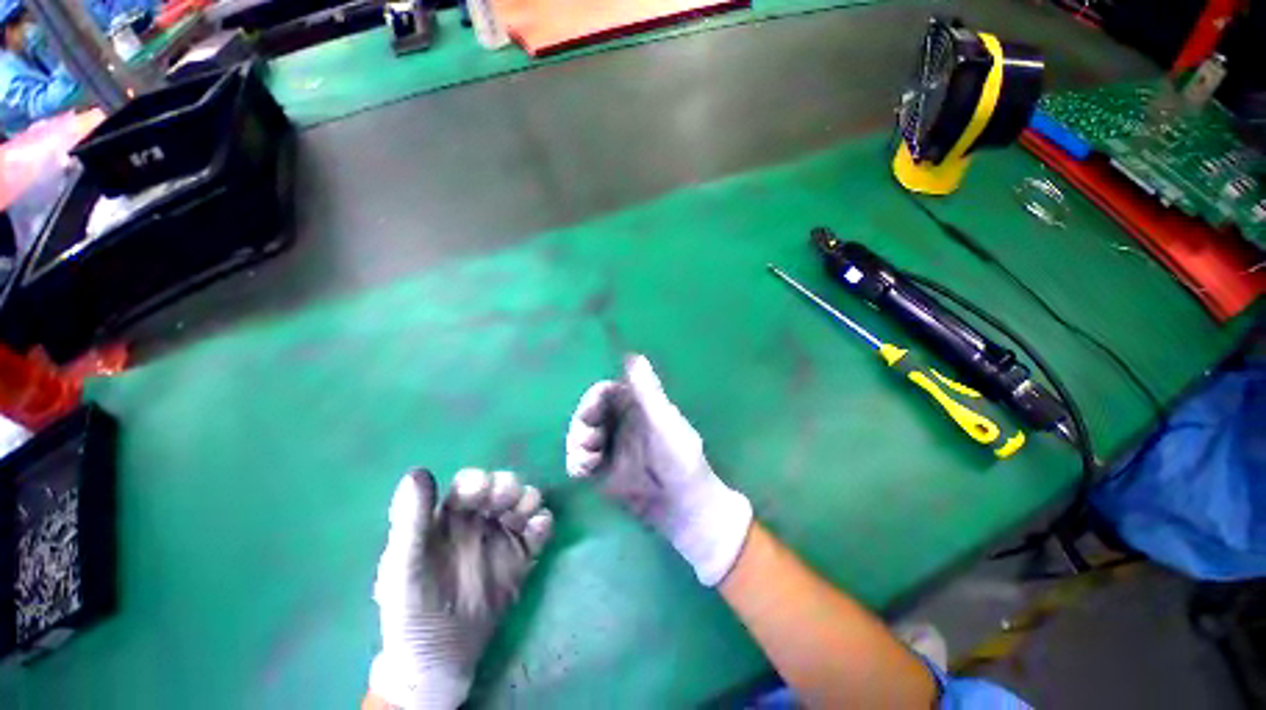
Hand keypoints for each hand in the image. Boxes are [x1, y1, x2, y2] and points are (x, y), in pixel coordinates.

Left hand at [370, 468, 552, 708]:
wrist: (439, 660)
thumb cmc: (412, 611)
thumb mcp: (404, 566)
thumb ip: (410, 520)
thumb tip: (417, 472)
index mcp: (448, 518)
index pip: (470, 484)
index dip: (479, 481)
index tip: (483, 492)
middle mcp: (478, 521)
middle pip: (502, 488)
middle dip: (509, 488)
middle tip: (508, 504)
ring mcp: (502, 538)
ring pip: (524, 503)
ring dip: (529, 500)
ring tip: (526, 516)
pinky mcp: (521, 557)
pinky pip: (539, 530)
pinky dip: (543, 523)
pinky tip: (537, 532)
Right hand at [565, 355, 751, 585]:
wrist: (683, 507)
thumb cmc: (680, 459)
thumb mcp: (664, 422)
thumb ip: (648, 390)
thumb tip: (634, 355)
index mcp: (636, 407)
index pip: (606, 391)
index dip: (594, 397)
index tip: (592, 410)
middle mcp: (620, 423)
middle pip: (588, 412)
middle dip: (582, 423)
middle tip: (589, 439)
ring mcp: (610, 447)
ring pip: (579, 435)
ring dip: (577, 443)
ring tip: (589, 458)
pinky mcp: (602, 471)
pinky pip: (579, 460)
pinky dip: (576, 462)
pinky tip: (584, 471)